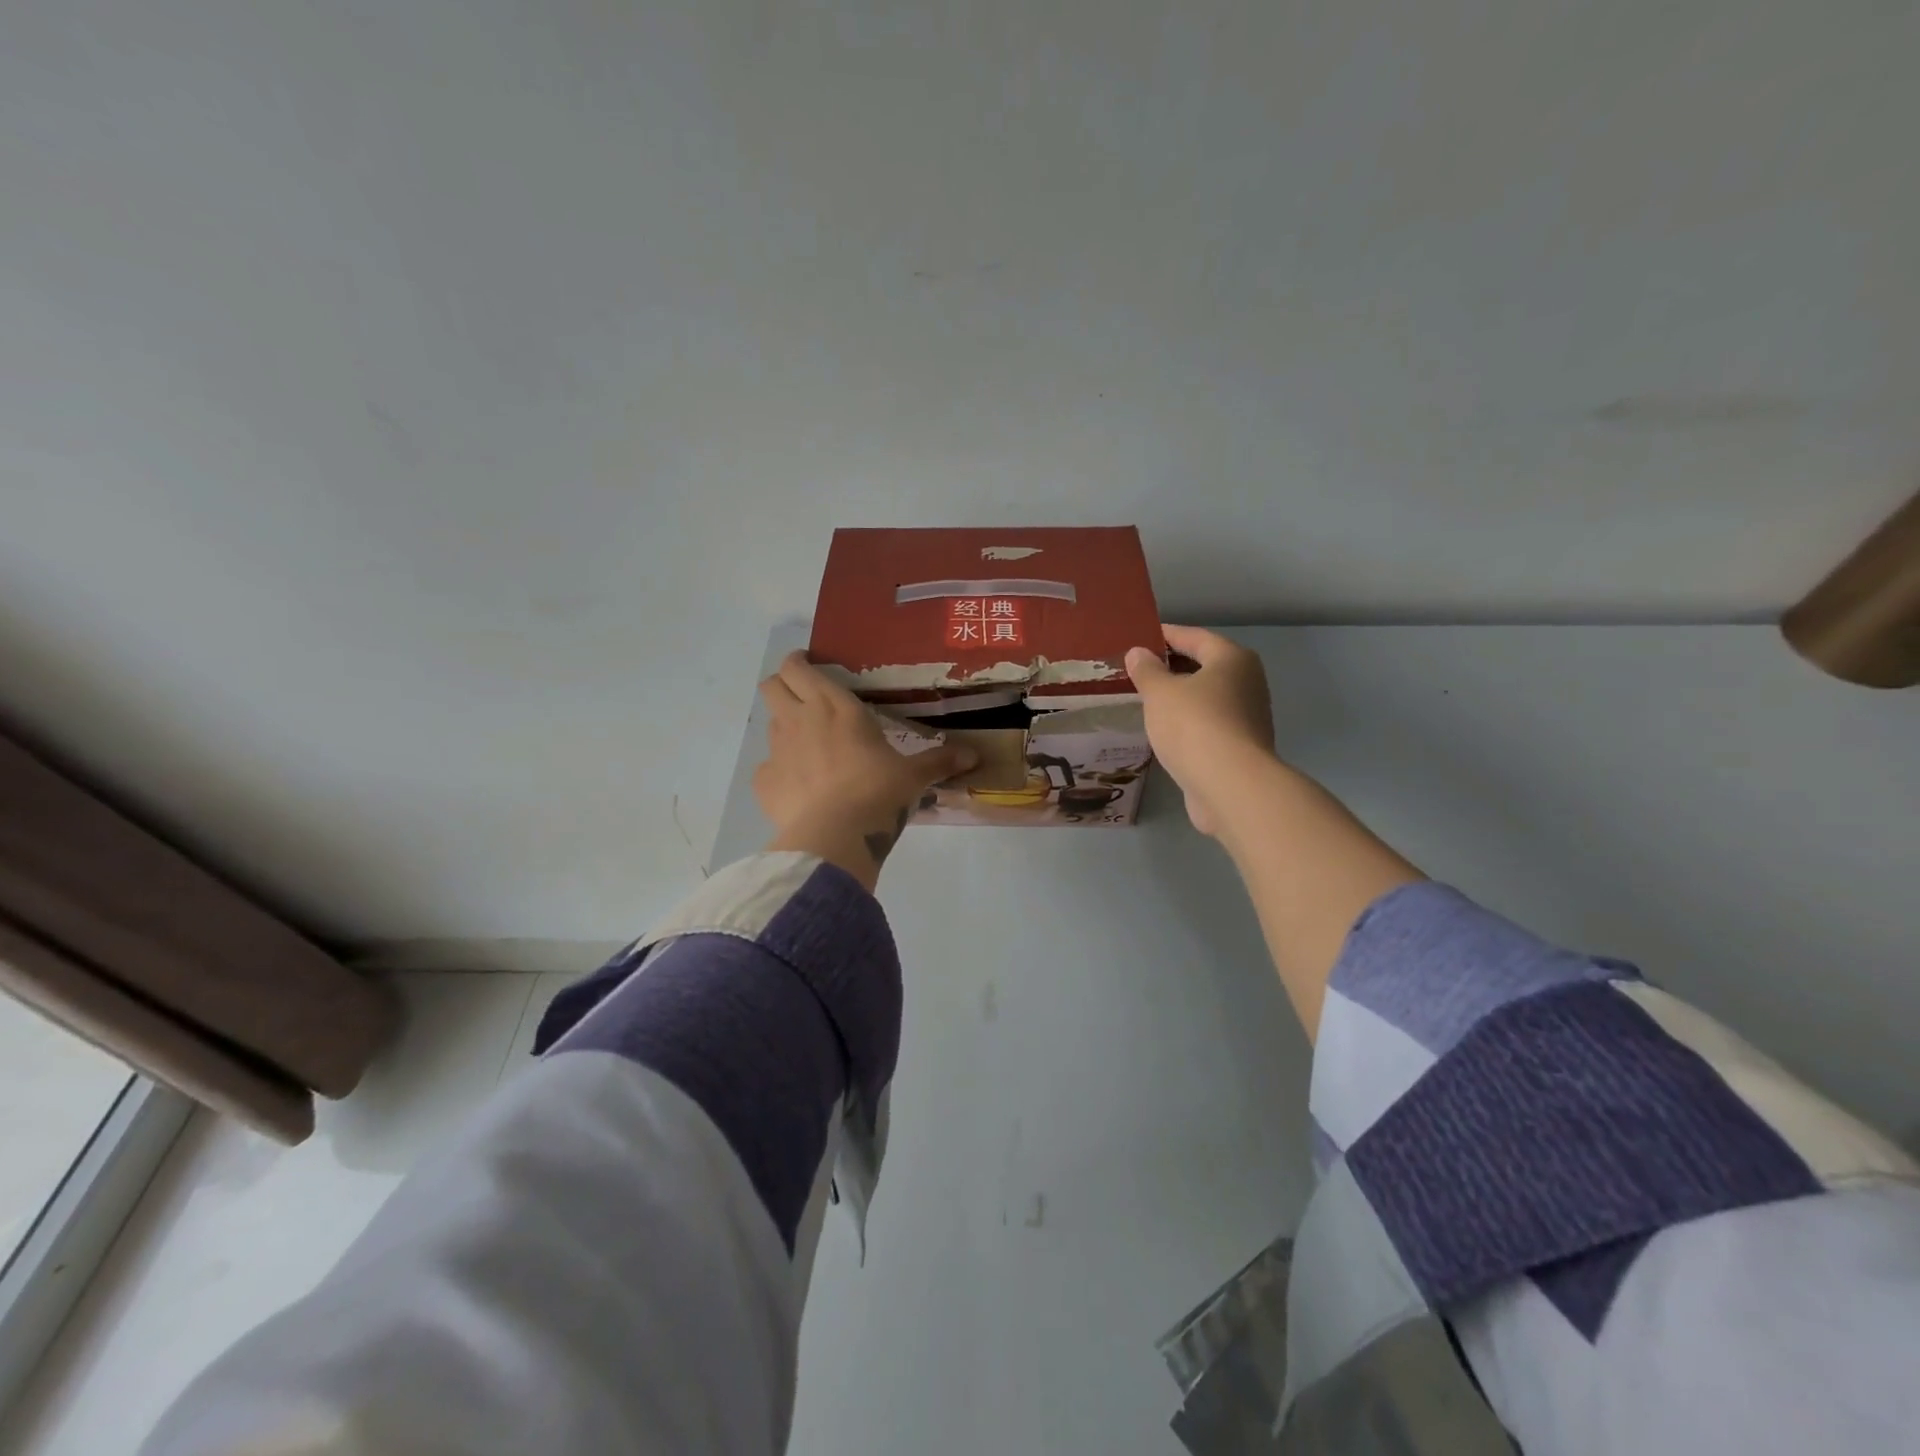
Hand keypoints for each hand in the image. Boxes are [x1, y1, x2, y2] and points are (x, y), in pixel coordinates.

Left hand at [756, 652, 974, 890]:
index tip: (809, 665)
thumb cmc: (878, 792)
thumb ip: (939, 761)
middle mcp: (799, 718)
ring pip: (769, 723)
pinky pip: (767, 768)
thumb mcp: (913, 776)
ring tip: (809, 747)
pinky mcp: (763, 782)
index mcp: (834, 705)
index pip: (798, 666)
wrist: (836, 835)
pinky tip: (800, 788)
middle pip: (772, 686)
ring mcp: (776, 750)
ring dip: (784, 727)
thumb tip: (974, 756)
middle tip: (803, 698)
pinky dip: (780, 772)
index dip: (798, 661)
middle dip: (782, 686)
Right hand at [1125, 625, 1275, 837]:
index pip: (1195, 637)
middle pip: (1205, 666)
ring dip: (1180, 697)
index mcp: (1232, 660)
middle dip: (1172, 667)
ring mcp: (1248, 717)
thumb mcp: (1160, 693)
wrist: (1230, 786)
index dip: (1166, 635)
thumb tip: (1138, 653)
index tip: (1142, 636)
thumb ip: (1147, 670)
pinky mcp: (1240, 748)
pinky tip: (1165, 731)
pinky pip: (1208, 724)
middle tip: (1139, 670)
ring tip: (1147, 700)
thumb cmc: (1194, 726)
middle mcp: (1247, 683)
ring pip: (1207, 698)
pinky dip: (1188, 722)